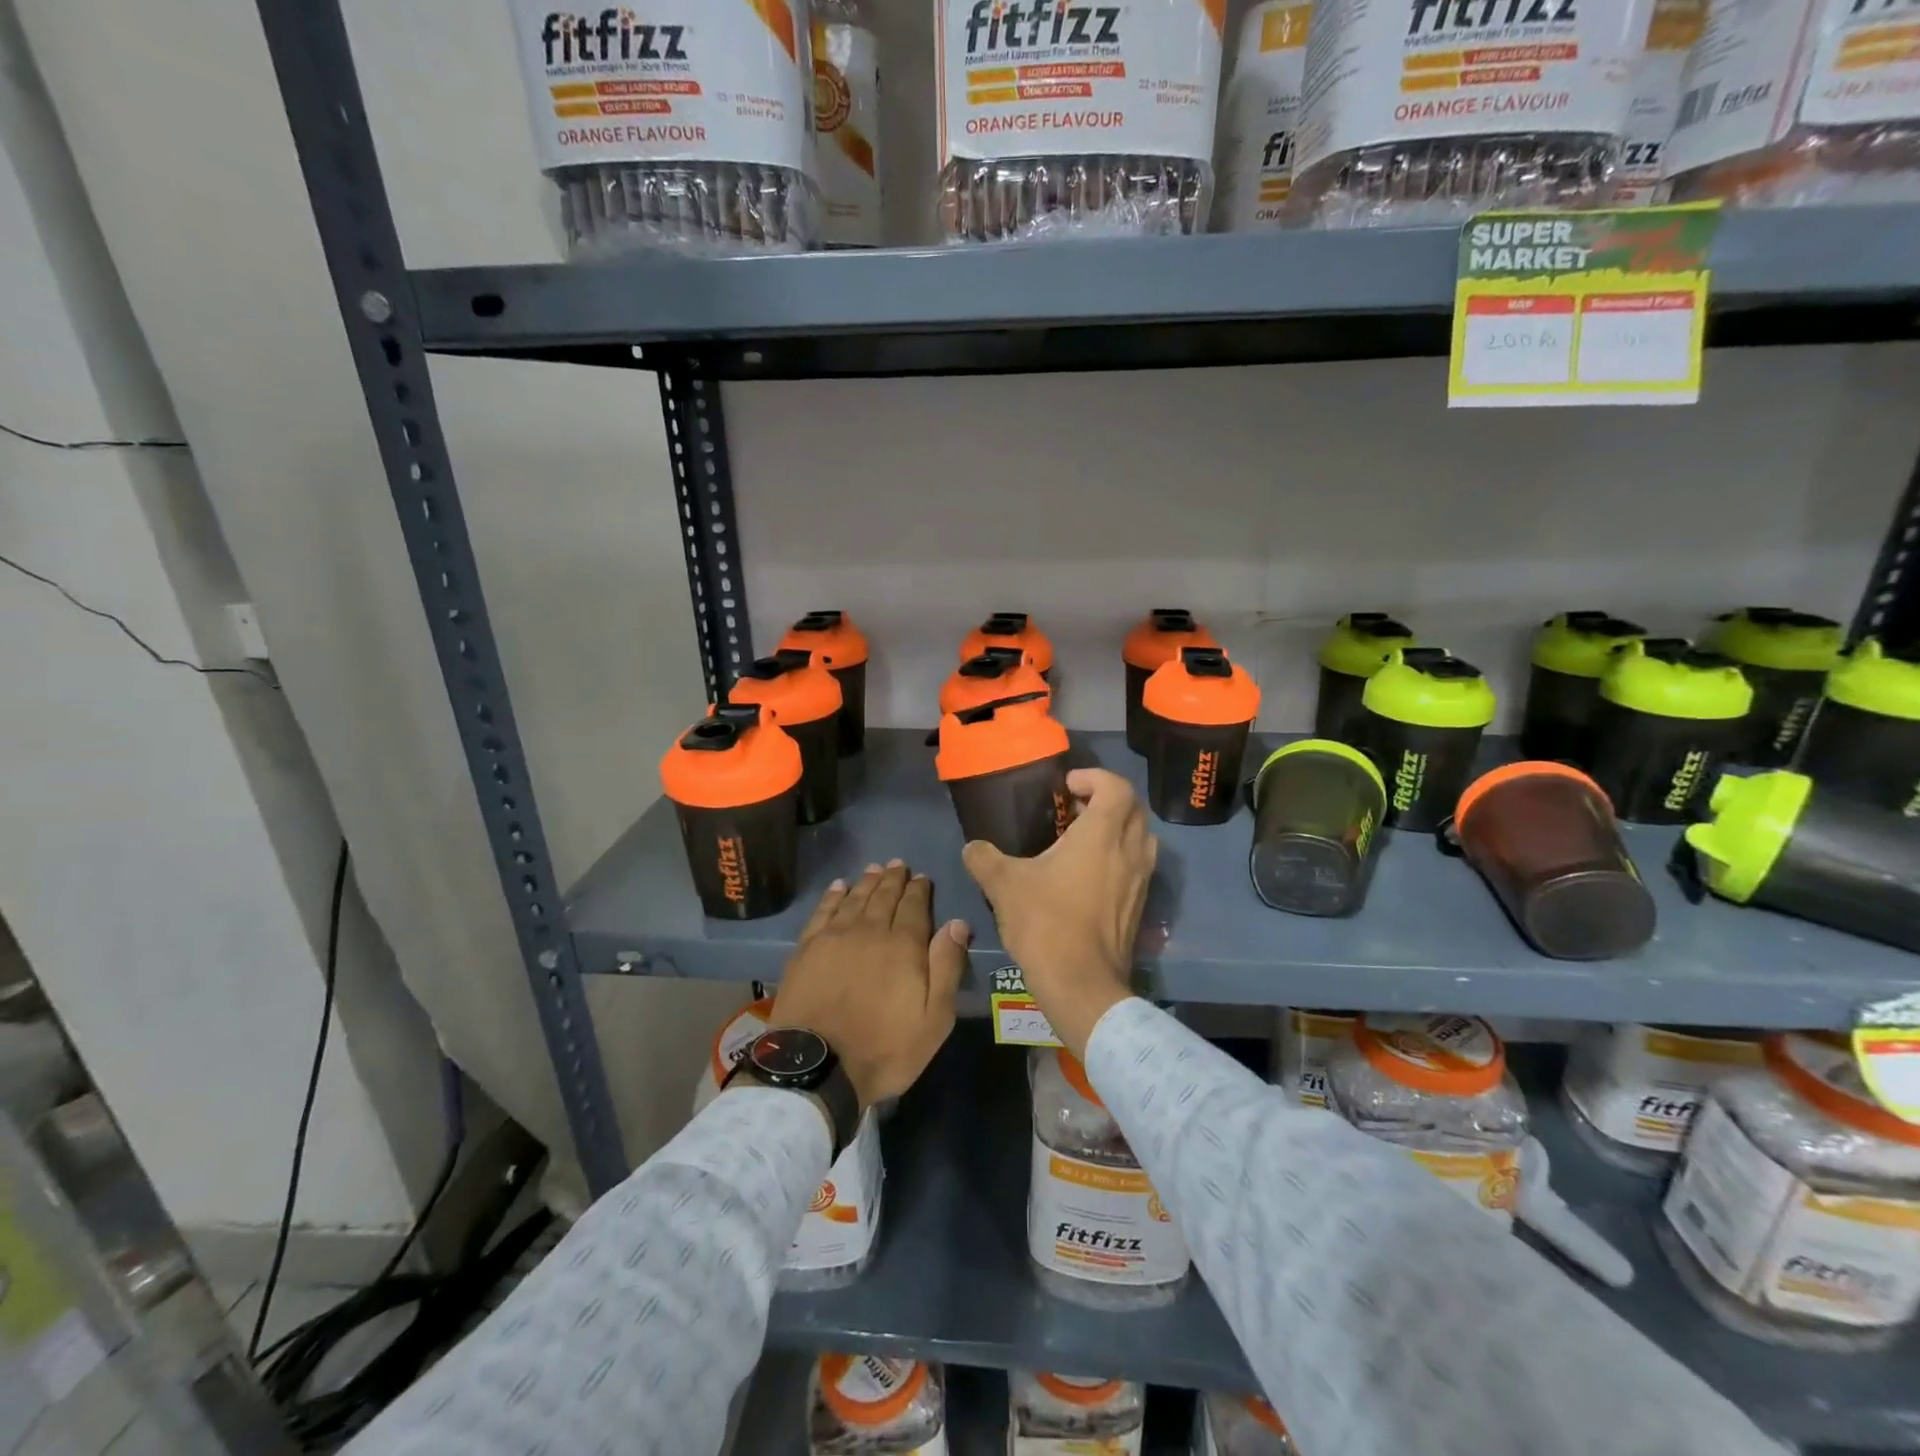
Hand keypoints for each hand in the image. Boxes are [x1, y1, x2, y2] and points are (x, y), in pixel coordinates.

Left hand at [772, 862, 970, 1108]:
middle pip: (884, 896)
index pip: (915, 906)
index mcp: (904, 945)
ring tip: (874, 869)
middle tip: (898, 864)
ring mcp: (834, 937)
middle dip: (893, 879)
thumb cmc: (885, 1047)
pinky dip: (833, 896)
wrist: (818, 1065)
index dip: (919, 889)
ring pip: (855, 899)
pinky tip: (839, 887)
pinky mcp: (806, 949)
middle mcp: (869, 931)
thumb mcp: (934, 1018)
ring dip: (867, 882)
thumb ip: (946, 966)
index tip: (922, 877)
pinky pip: (823, 911)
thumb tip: (957, 923)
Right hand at [962, 768, 1156, 1059]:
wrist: (1081, 984)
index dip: (1094, 777)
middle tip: (1074, 809)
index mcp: (1102, 835)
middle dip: (1107, 800)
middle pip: (1134, 809)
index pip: (1116, 787)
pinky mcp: (1139, 906)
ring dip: (1118, 829)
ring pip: (1141, 839)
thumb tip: (972, 848)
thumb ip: (984, 858)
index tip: (1067, 786)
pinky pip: (1137, 866)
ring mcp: (1139, 881)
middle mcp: (1129, 852)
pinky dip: (1119, 857)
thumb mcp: (1004, 885)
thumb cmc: (1046, 923)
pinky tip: (1088, 876)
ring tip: (1083, 840)